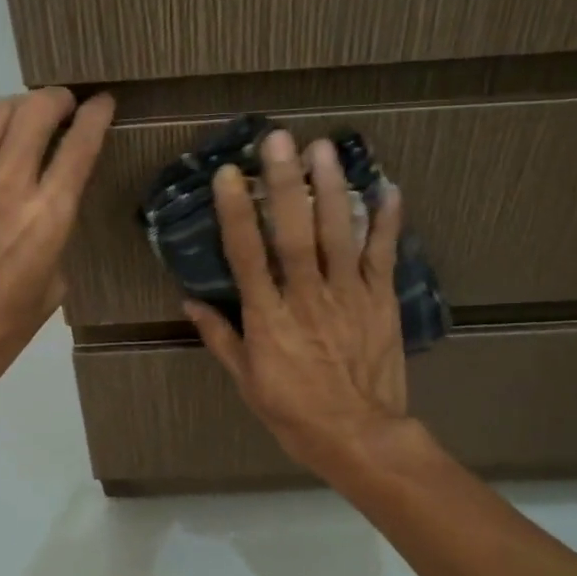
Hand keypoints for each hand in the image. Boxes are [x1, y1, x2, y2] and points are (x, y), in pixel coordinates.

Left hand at [0, 87, 113, 422]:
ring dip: (15, 111)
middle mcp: (7, 186)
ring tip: (21, 119)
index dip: (96, 116)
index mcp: (47, 217)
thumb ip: (53, 244)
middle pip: (35, 114)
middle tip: (62, 105)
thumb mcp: (50, 293)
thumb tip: (44, 221)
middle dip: (55, 100)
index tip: (102, 102)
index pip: (80, 146)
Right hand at [182, 128, 412, 477]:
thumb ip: (221, 338)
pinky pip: (383, 255)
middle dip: (286, 184)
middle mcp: (307, 298)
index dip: (236, 213)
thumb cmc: (295, 413)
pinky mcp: (381, 301)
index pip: (247, 256)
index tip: (228, 175)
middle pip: (295, 233)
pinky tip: (387, 188)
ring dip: (332, 189)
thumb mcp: (247, 382)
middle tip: (280, 140)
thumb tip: (189, 302)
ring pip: (339, 234)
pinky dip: (387, 221)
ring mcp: (348, 296)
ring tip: (324, 149)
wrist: (359, 436)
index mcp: (269, 318)